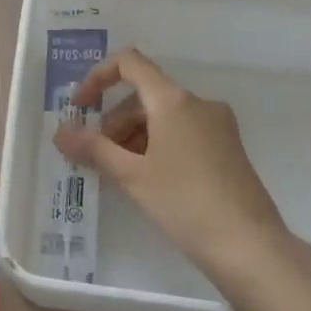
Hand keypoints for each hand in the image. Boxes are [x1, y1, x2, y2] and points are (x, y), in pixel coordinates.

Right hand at [54, 48, 285, 269]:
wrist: (249, 246)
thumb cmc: (185, 203)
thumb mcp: (132, 176)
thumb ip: (93, 149)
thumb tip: (61, 132)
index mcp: (174, 100)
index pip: (130, 63)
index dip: (98, 77)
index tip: (80, 108)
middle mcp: (199, 103)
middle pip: (144, 95)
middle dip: (114, 121)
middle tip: (98, 158)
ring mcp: (218, 125)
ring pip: (163, 117)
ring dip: (134, 137)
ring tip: (122, 175)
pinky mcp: (227, 148)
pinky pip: (182, 133)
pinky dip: (158, 146)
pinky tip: (150, 181)